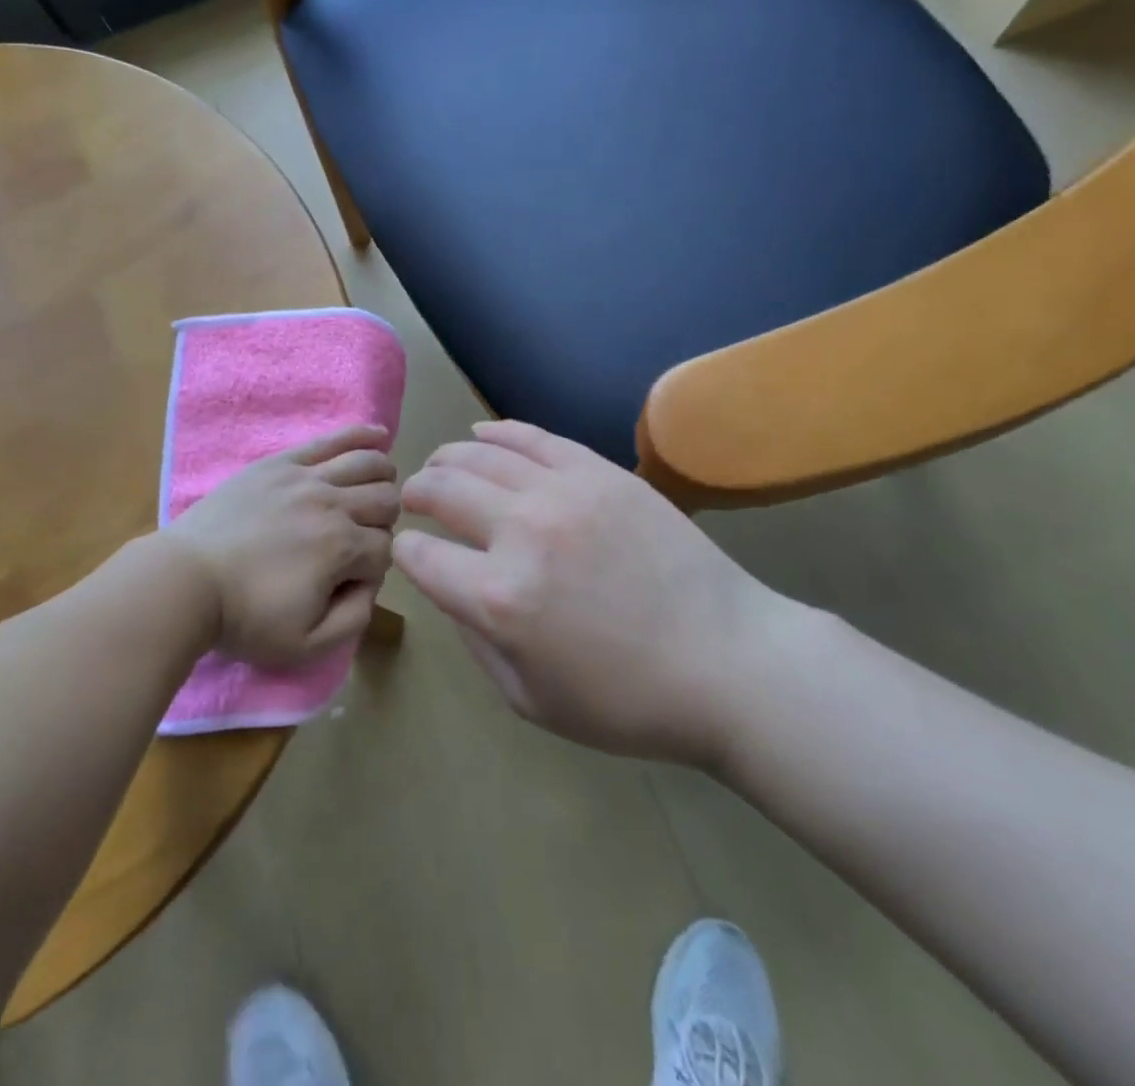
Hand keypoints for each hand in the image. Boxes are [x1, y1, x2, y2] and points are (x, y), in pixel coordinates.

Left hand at [164, 425, 400, 667]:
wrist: (185, 581)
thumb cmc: (244, 617)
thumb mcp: (307, 646)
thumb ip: (355, 618)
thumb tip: (372, 582)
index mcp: (342, 548)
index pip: (386, 550)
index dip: (375, 569)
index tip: (349, 582)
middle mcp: (333, 504)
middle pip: (386, 501)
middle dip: (384, 522)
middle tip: (360, 539)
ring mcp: (307, 477)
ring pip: (369, 464)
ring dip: (383, 479)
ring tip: (377, 490)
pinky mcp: (281, 462)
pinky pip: (331, 440)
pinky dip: (362, 435)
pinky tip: (379, 435)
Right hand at [395, 420, 802, 765]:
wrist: (728, 661)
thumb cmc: (626, 699)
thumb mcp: (530, 700)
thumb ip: (475, 641)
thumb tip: (451, 589)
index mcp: (496, 599)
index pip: (420, 556)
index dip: (406, 554)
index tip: (412, 553)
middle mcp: (519, 532)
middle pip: (441, 490)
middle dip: (416, 493)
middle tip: (415, 499)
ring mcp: (562, 492)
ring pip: (479, 454)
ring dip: (448, 459)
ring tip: (442, 467)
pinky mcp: (599, 471)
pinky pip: (533, 437)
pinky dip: (497, 432)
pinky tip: (480, 434)